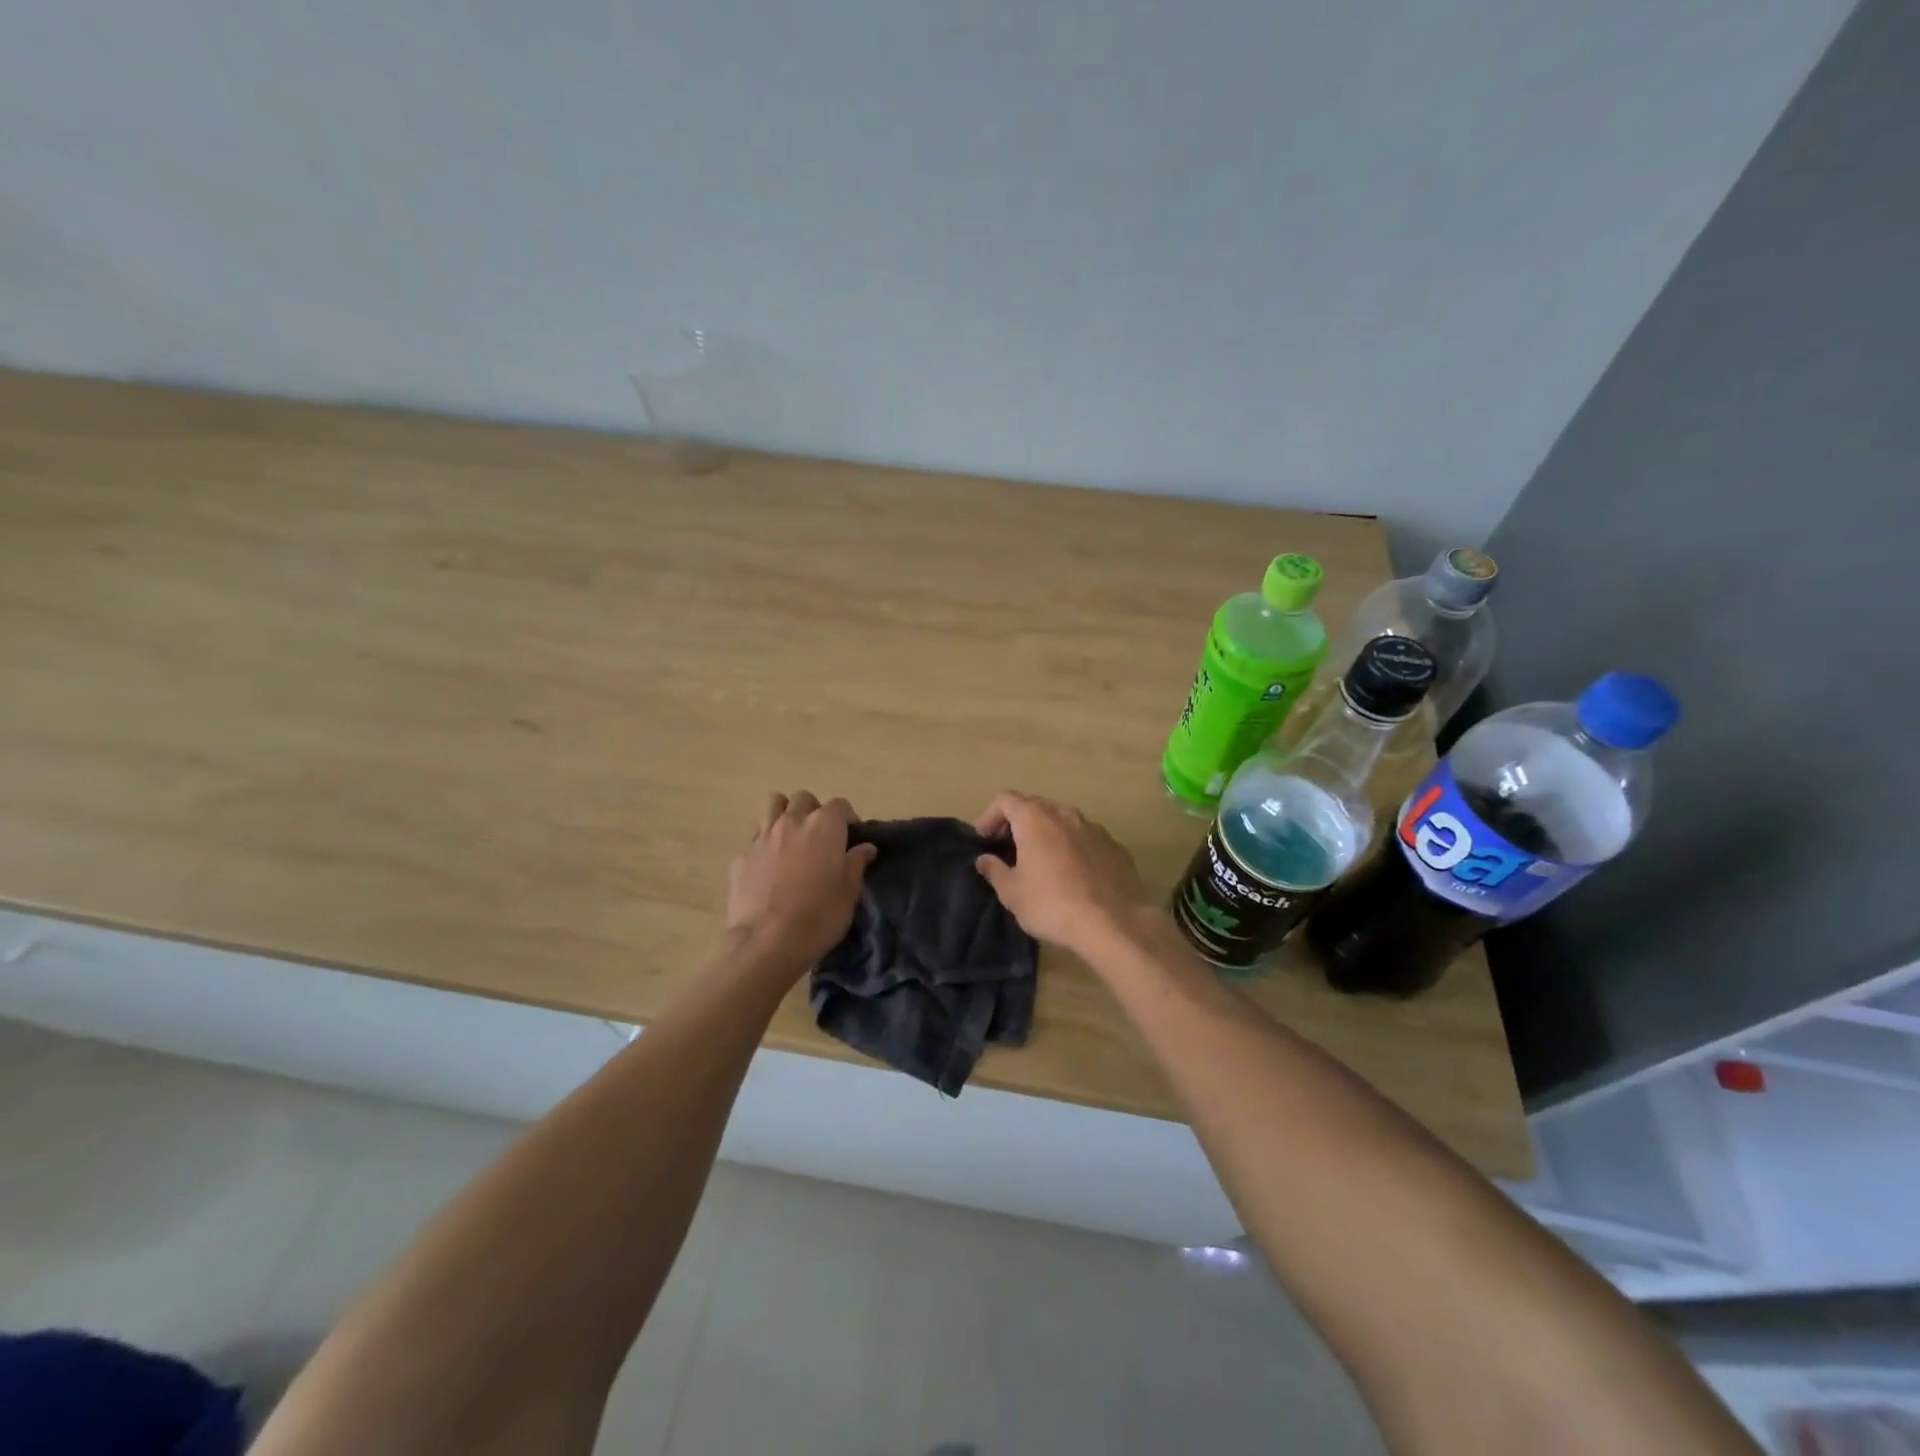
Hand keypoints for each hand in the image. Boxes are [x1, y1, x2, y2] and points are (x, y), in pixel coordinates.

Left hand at [726, 792, 877, 969]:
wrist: (768, 941)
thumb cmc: (820, 915)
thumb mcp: (849, 892)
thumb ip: (856, 863)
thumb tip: (865, 848)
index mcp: (824, 825)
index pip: (839, 804)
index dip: (846, 818)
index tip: (849, 837)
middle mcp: (792, 822)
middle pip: (803, 799)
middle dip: (813, 810)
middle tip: (819, 836)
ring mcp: (762, 837)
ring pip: (772, 806)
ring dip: (784, 815)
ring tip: (791, 839)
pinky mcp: (741, 857)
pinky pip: (755, 839)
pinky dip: (764, 846)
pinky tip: (768, 868)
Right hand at [972, 791, 1156, 953]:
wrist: (1113, 923)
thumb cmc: (1052, 904)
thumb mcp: (1012, 893)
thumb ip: (995, 871)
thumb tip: (984, 859)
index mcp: (1035, 818)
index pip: (1005, 800)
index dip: (990, 816)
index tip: (984, 840)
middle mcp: (1065, 813)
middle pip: (1034, 805)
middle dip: (1017, 821)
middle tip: (1007, 848)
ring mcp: (1094, 827)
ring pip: (1062, 819)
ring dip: (1046, 832)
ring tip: (1040, 860)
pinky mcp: (1115, 845)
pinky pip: (1085, 837)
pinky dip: (1072, 846)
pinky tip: (1072, 873)